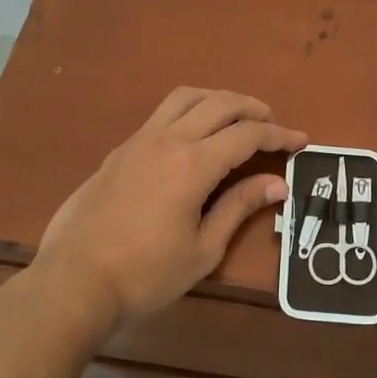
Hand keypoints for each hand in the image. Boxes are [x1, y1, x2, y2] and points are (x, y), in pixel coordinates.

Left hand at [34, 88, 307, 327]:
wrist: (75, 280)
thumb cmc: (146, 274)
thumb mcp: (203, 249)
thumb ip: (239, 207)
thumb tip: (276, 183)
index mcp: (193, 164)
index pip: (247, 134)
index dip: (279, 134)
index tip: (301, 140)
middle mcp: (168, 139)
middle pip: (219, 104)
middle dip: (253, 108)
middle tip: (273, 124)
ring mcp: (139, 140)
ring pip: (186, 98)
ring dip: (218, 99)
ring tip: (236, 116)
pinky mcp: (120, 150)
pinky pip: (162, 113)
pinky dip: (189, 110)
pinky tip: (194, 134)